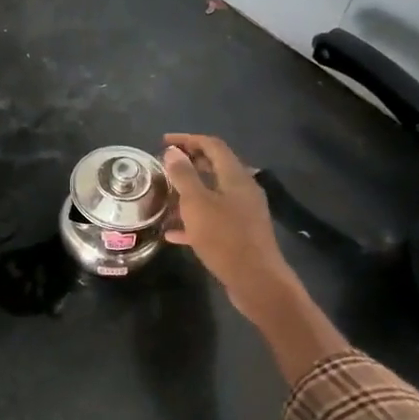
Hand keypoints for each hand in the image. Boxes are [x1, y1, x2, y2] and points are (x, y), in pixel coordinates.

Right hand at [161, 135, 293, 316]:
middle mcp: (243, 190)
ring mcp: (243, 213)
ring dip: (189, 192)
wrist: (256, 280)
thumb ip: (184, 176)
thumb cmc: (225, 238)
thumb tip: (173, 152)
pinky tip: (173, 232)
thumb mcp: (197, 204)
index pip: (213, 145)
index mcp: (235, 177)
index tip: (163, 142)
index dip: (188, 139)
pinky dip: (193, 219)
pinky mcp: (239, 234)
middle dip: (189, 164)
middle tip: (163, 167)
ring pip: (212, 194)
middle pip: (215, 167)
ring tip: (165, 197)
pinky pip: (213, 219)